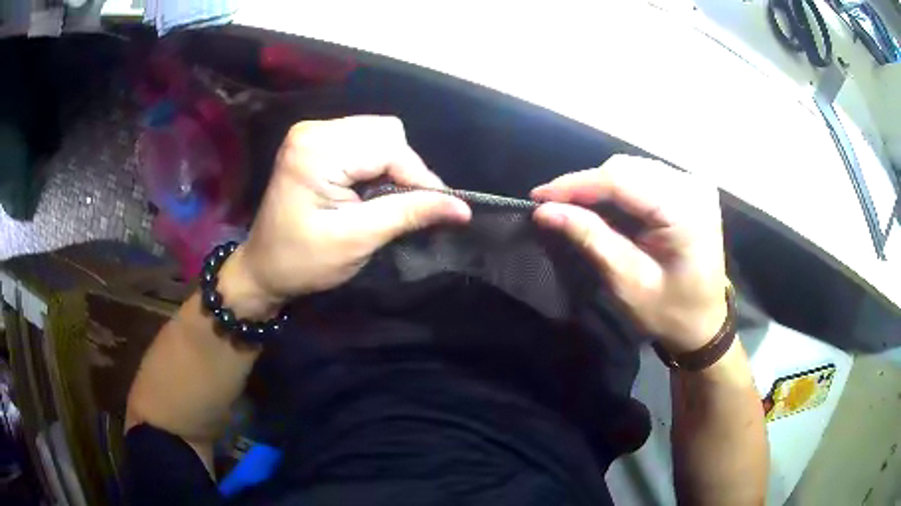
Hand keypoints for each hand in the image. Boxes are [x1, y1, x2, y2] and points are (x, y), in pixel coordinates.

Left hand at [229, 116, 470, 313]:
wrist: (264, 268)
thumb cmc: (303, 261)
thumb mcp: (358, 239)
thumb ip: (409, 214)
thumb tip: (462, 207)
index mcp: (316, 150)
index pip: (388, 147)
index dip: (419, 177)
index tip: (440, 209)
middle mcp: (313, 130)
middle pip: (385, 133)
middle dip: (404, 169)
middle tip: (406, 207)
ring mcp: (312, 133)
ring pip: (378, 134)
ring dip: (392, 165)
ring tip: (385, 199)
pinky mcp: (314, 142)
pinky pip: (362, 141)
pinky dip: (376, 163)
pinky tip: (369, 188)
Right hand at [531, 155, 727, 353]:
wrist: (706, 323)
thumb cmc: (670, 312)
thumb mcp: (628, 282)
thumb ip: (591, 239)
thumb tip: (546, 210)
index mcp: (685, 211)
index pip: (621, 180)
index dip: (575, 184)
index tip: (538, 197)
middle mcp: (692, 186)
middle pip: (626, 168)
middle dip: (585, 185)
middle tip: (553, 206)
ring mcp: (693, 184)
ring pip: (633, 168)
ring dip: (600, 186)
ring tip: (573, 206)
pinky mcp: (690, 188)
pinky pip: (645, 176)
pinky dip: (619, 189)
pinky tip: (603, 205)